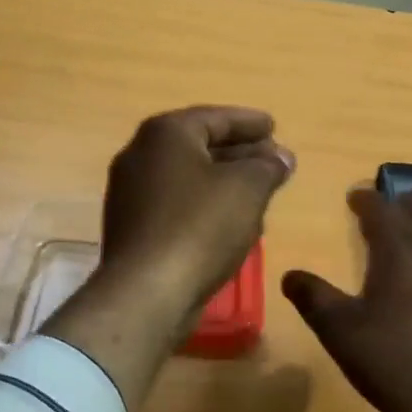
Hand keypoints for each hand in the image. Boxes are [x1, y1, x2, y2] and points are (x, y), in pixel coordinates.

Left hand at [44, 107, 293, 411]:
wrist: (146, 292)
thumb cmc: (200, 227)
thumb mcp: (247, 189)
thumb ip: (267, 166)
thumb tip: (280, 158)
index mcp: (165, 134)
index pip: (215, 118)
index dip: (249, 123)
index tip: (274, 127)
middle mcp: (141, 155)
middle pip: (200, 145)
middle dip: (240, 152)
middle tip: (273, 160)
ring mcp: (131, 193)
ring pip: (189, 177)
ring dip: (225, 181)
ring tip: (260, 190)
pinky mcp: (133, 227)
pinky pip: (178, 204)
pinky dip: (206, 204)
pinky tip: (233, 221)